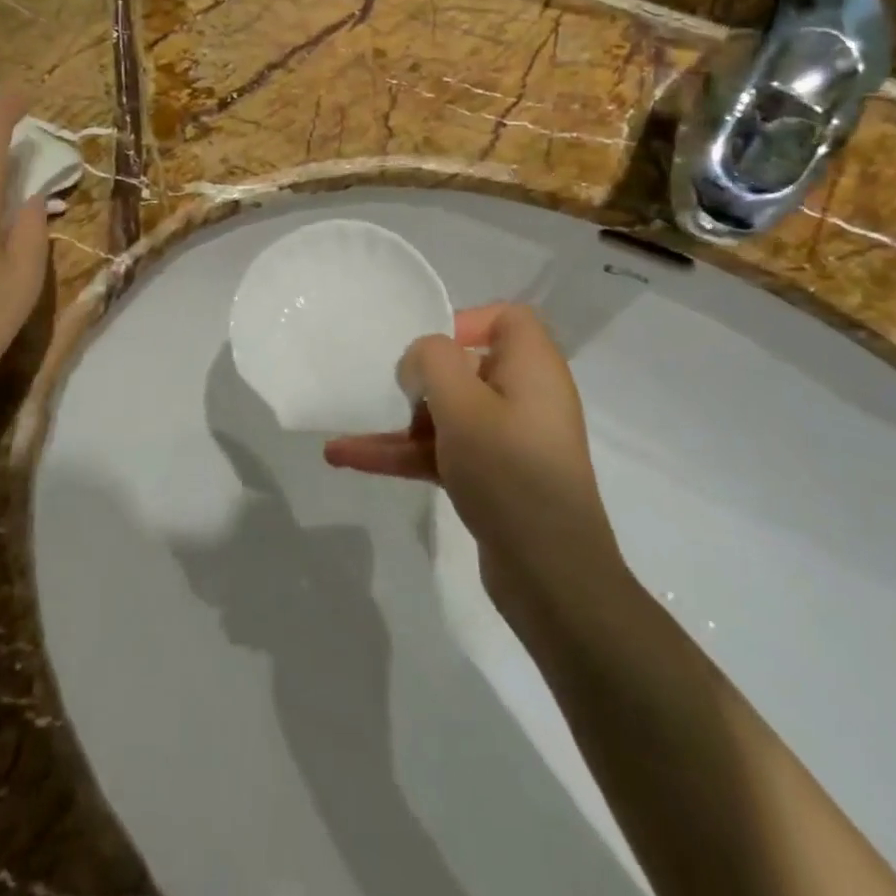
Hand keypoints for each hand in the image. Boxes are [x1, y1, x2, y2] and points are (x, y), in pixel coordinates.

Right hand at [324, 303, 620, 617]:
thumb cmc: (509, 471)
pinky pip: (443, 451)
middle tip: (389, 393)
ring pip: (446, 415)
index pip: (507, 319)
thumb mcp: (462, 404)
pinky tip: (349, 459)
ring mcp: (508, 440)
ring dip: (397, 425)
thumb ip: (432, 361)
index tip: (428, 350)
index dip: (465, 321)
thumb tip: (420, 361)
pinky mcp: (493, 477)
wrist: (552, 576)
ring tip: (343, 439)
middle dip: (418, 380)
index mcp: (532, 369)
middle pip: (466, 367)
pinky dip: (403, 454)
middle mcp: (525, 397)